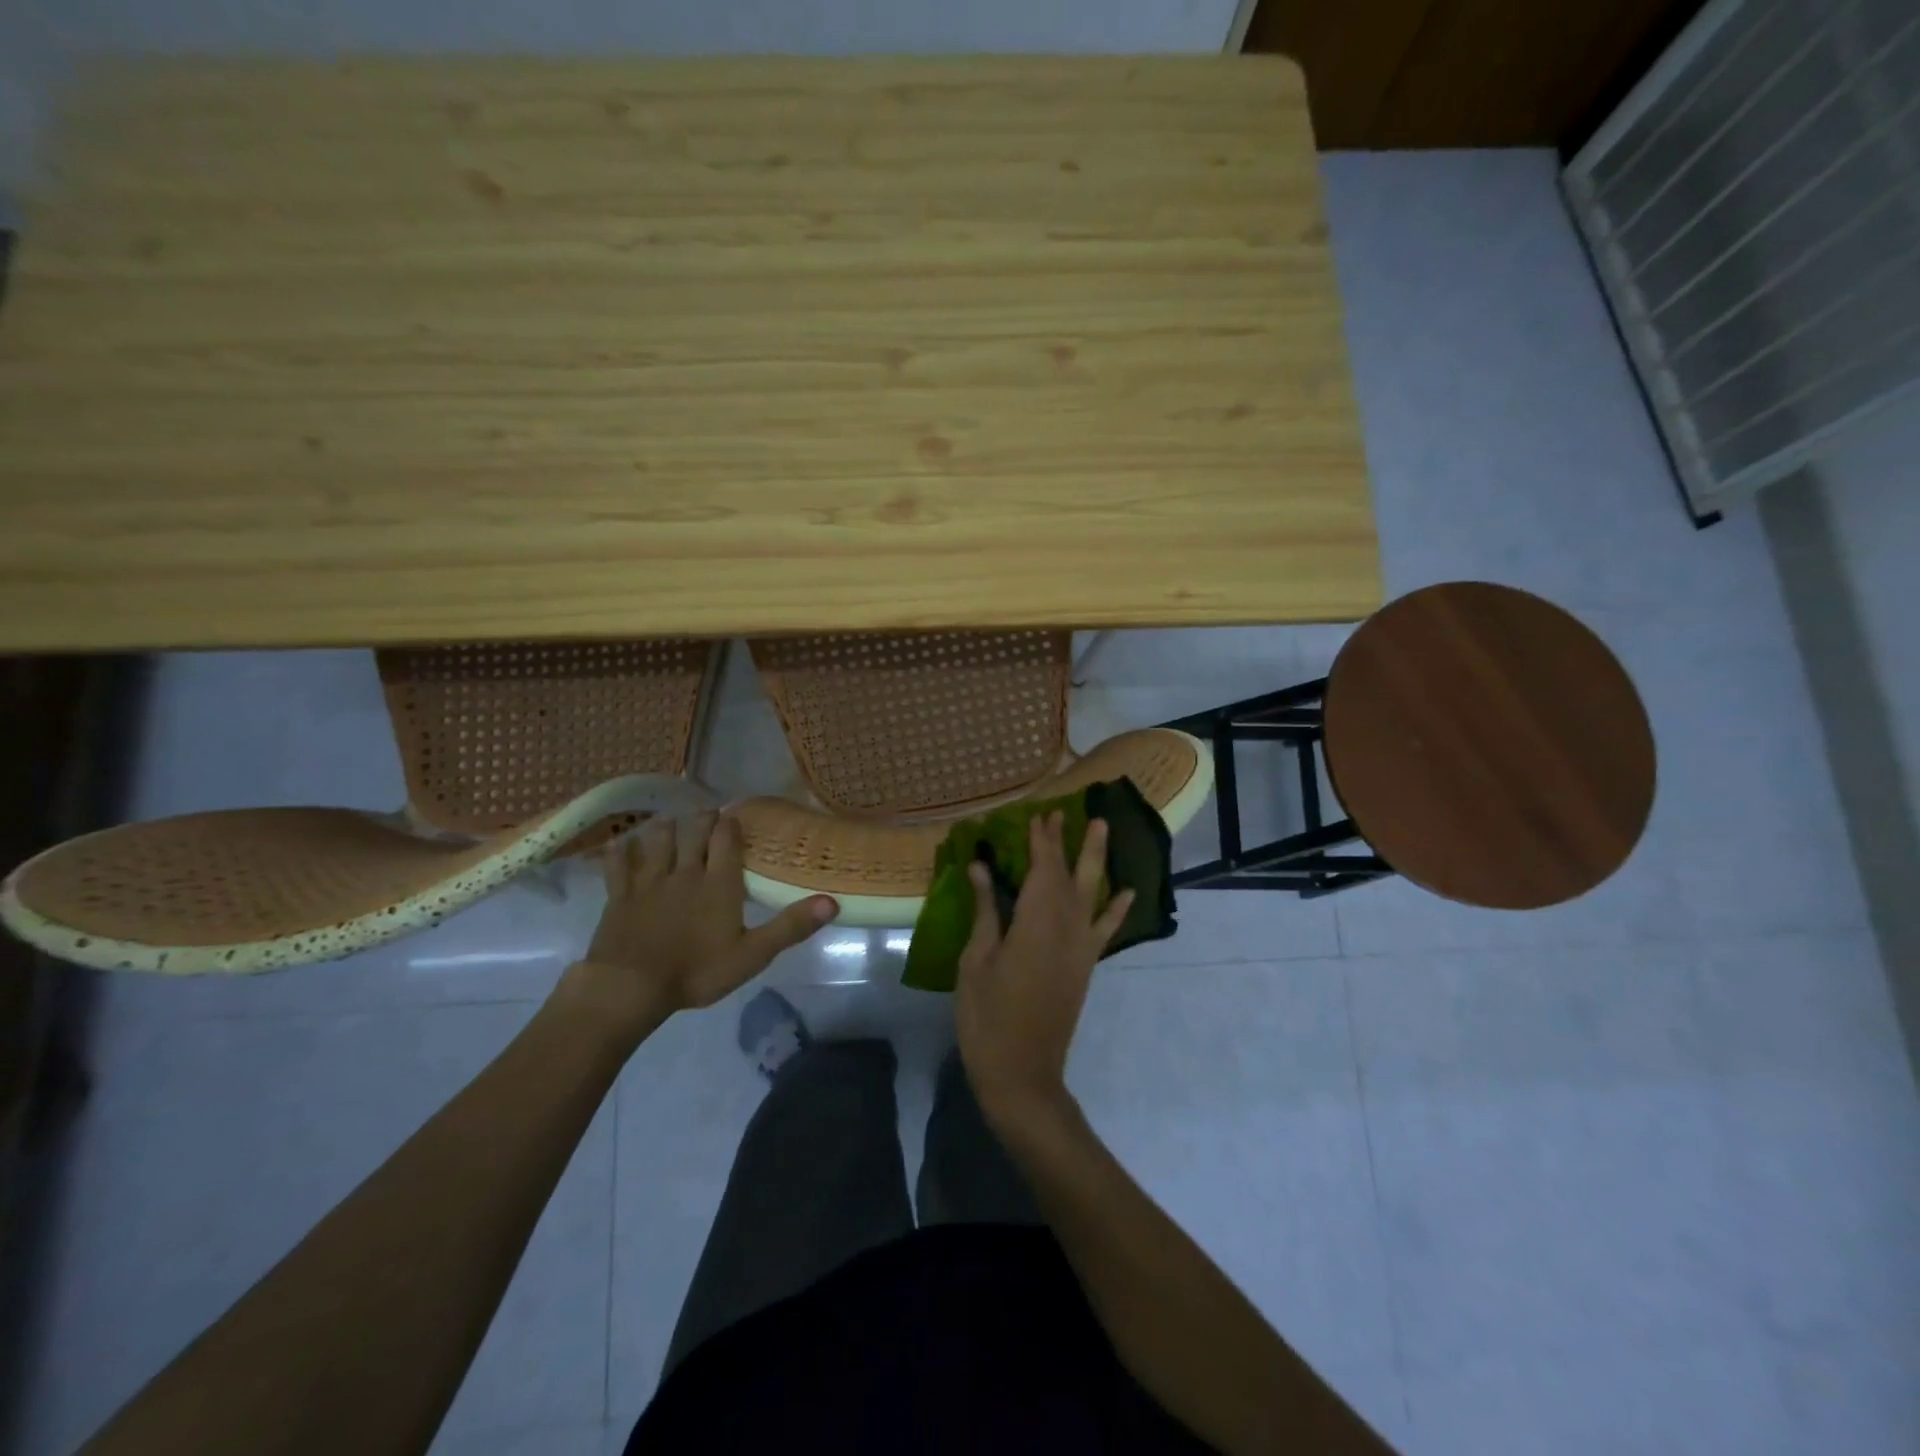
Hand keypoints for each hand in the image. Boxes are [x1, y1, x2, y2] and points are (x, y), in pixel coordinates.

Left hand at [559, 812, 836, 1043]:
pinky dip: (621, 852)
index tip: (734, 816)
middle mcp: (685, 872)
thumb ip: (791, 926)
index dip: (731, 824)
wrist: (631, 986)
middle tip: (708, 815)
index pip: (726, 840)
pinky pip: (619, 865)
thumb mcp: (753, 955)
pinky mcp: (620, 895)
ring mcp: (649, 881)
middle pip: (693, 831)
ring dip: (667, 828)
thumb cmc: (697, 971)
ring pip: (658, 841)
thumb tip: (832, 902)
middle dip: (702, 819)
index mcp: (718, 883)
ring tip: (672, 822)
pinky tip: (622, 845)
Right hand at [954, 811, 1132, 1129]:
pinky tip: (1127, 892)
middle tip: (1063, 813)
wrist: (1022, 1073)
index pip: (1042, 869)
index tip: (1037, 815)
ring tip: (1102, 829)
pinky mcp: (1086, 965)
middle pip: (1069, 874)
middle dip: (1065, 842)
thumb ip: (986, 911)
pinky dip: (1117, 909)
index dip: (1041, 841)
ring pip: (1092, 893)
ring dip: (1096, 859)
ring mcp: (1081, 947)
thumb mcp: (977, 961)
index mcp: (1036, 922)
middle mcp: (1066, 927)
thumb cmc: (988, 1017)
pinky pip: (1105, 929)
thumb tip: (982, 867)